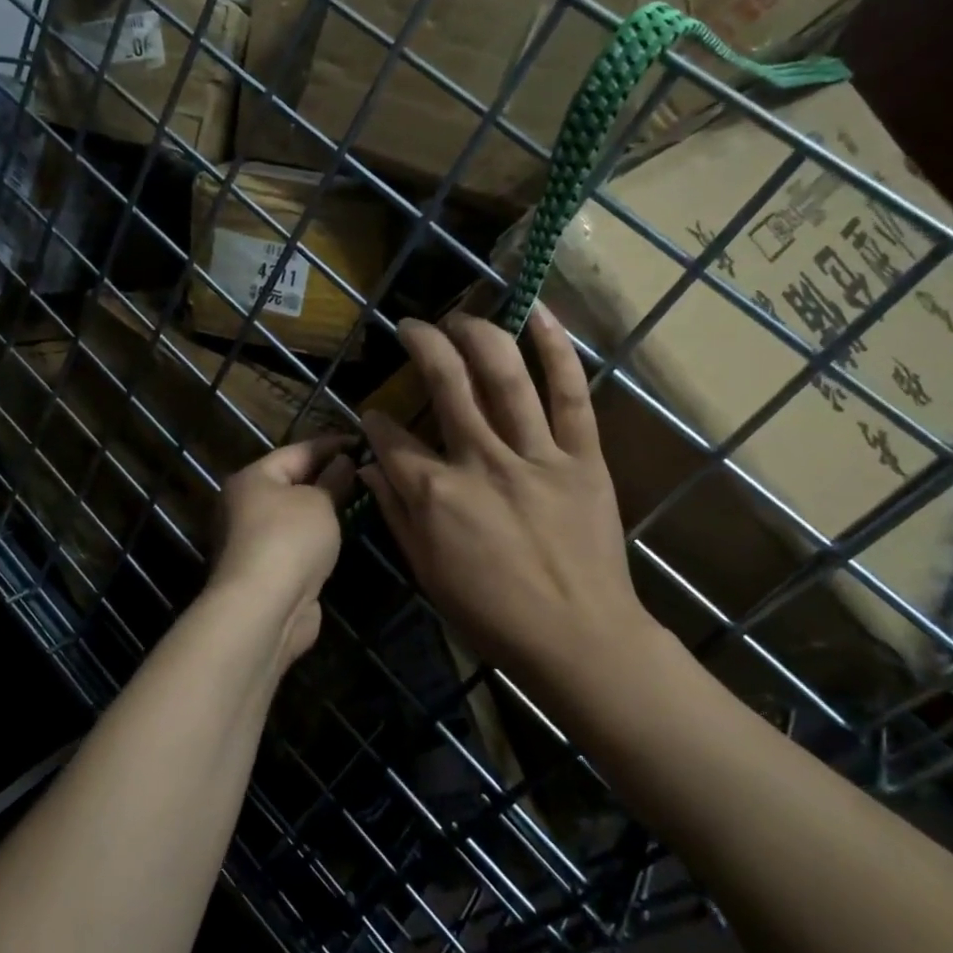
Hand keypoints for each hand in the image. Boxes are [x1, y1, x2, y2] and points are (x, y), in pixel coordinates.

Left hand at [209, 435, 356, 665]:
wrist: (264, 609)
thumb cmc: (290, 540)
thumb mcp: (319, 502)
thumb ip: (333, 480)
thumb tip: (342, 462)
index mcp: (252, 478)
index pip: (297, 451)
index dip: (331, 444)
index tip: (362, 442)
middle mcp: (245, 506)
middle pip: (291, 483)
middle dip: (326, 476)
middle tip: (364, 470)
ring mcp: (253, 541)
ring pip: (294, 516)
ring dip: (322, 510)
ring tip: (359, 500)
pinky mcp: (266, 572)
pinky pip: (296, 544)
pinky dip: (317, 539)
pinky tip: (341, 537)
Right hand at [360, 307, 663, 688]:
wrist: (580, 639)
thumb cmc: (493, 615)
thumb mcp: (427, 573)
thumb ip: (395, 515)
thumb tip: (370, 469)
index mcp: (436, 495)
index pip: (392, 440)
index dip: (376, 420)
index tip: (374, 412)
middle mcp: (480, 462)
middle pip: (445, 384)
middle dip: (422, 345)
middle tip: (411, 326)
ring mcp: (534, 455)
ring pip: (503, 376)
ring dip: (476, 334)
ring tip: (459, 316)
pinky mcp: (581, 457)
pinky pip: (571, 394)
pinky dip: (556, 350)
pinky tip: (537, 313)